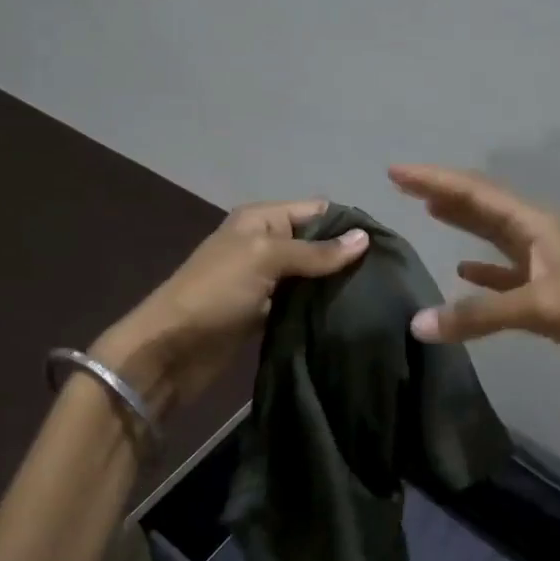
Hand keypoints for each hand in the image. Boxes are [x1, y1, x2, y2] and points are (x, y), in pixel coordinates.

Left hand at [92, 199, 367, 416]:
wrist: (169, 350)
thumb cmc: (215, 293)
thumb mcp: (264, 259)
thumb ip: (315, 251)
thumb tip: (364, 238)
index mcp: (262, 220)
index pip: (317, 210)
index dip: (349, 223)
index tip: (389, 245)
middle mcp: (265, 245)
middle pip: (317, 244)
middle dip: (348, 257)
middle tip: (390, 276)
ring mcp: (265, 281)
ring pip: (311, 276)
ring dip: (337, 285)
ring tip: (379, 296)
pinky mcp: (265, 313)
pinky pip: (301, 303)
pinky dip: (321, 308)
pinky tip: (351, 315)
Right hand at [390, 164, 559, 408]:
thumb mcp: (541, 306)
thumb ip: (479, 314)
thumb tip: (419, 325)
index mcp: (538, 225)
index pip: (477, 193)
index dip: (436, 181)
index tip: (396, 173)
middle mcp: (539, 237)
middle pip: (484, 207)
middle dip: (445, 195)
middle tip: (405, 186)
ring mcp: (544, 266)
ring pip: (494, 237)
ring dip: (464, 224)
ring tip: (430, 213)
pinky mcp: (547, 296)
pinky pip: (505, 275)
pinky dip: (482, 272)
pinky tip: (462, 272)